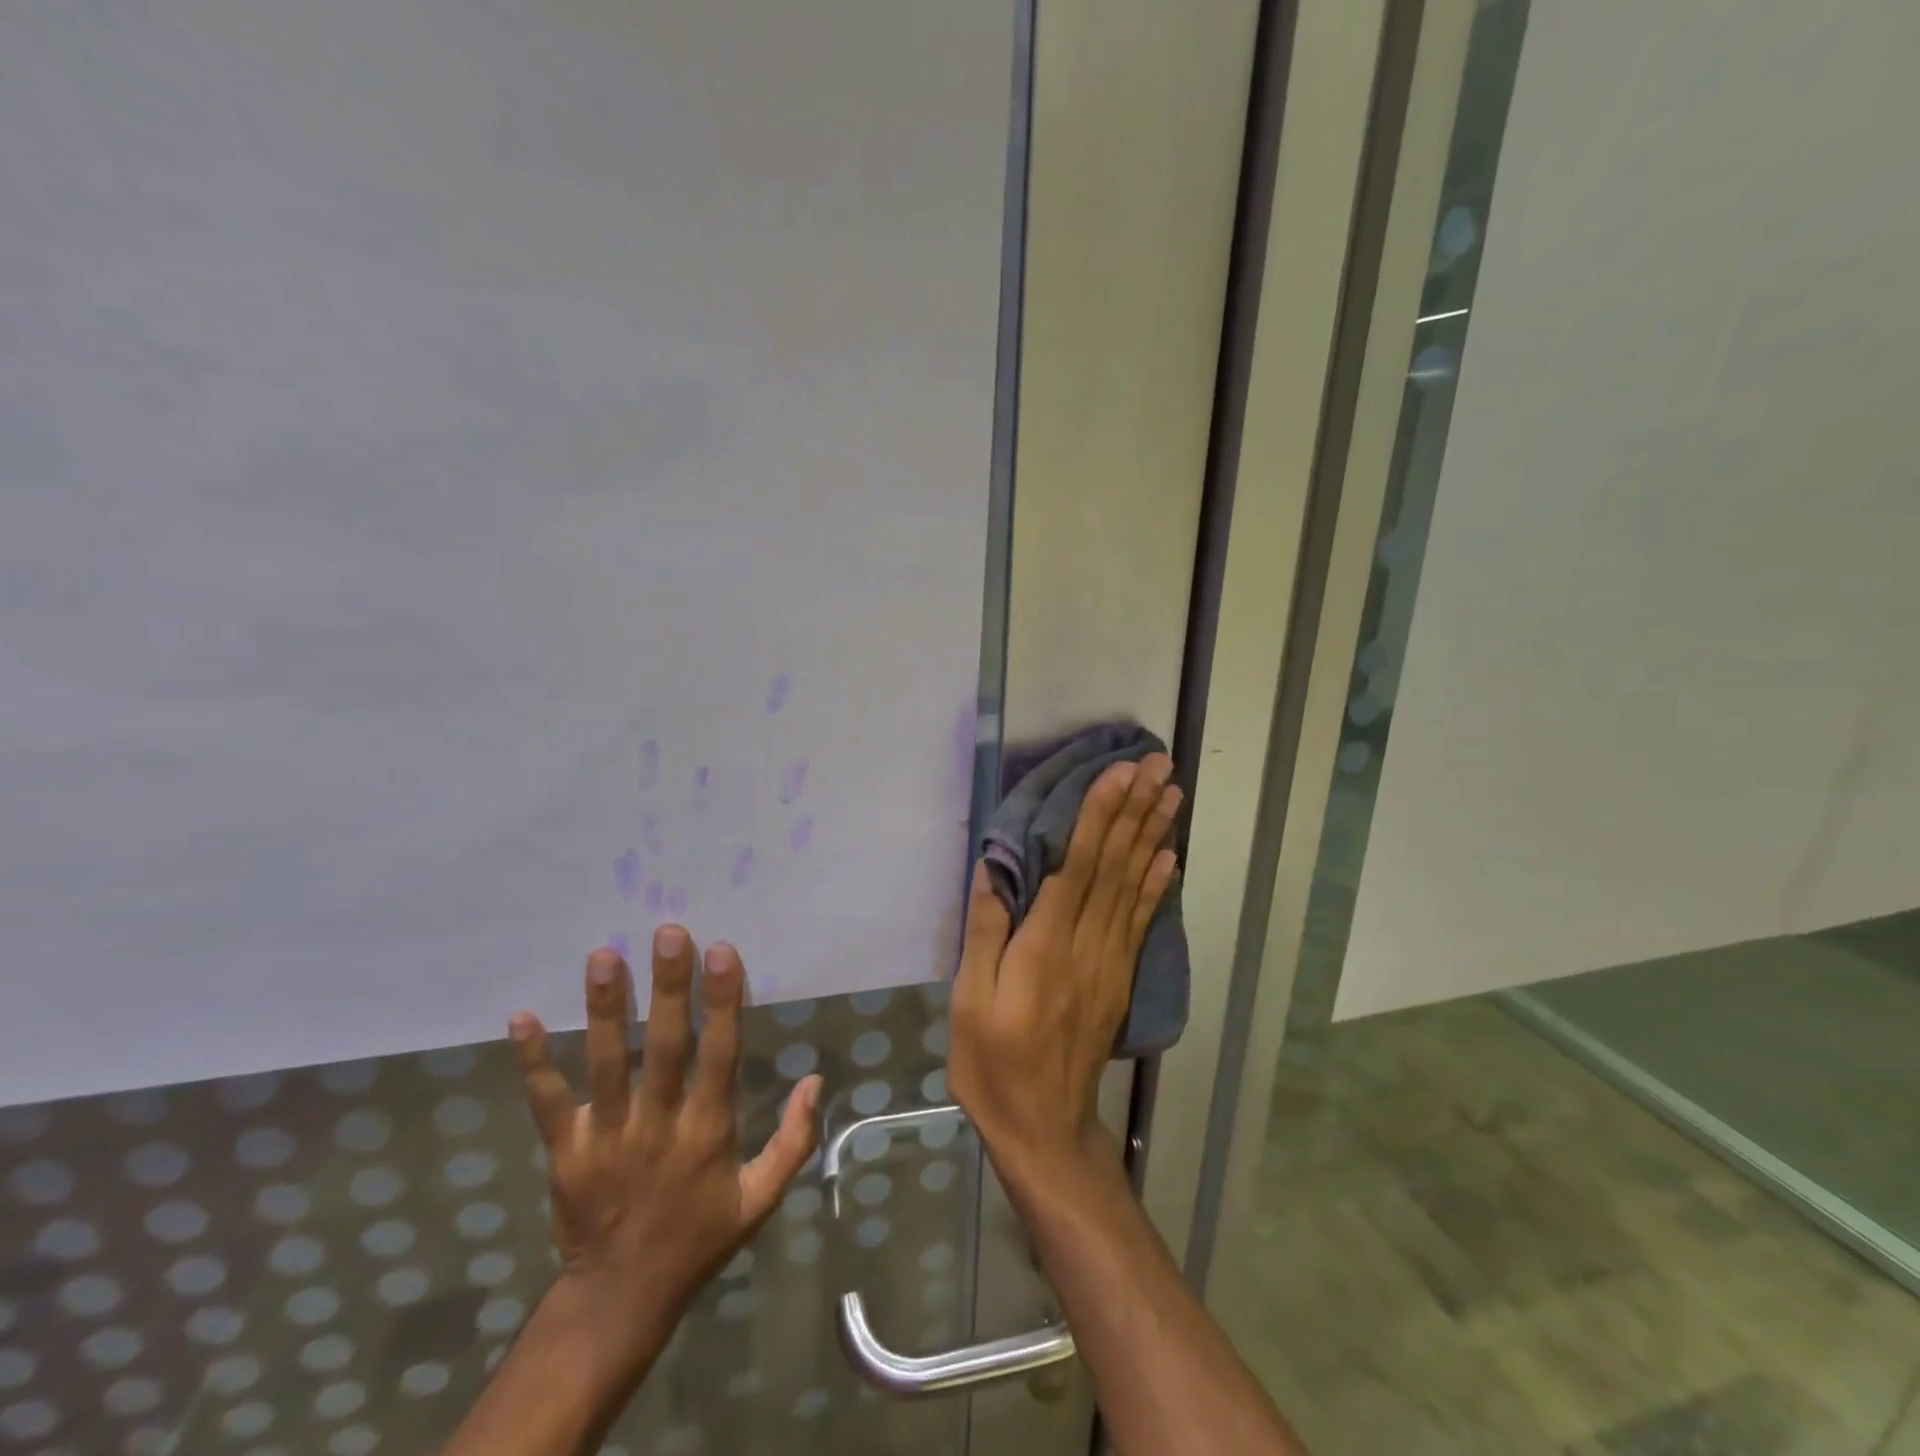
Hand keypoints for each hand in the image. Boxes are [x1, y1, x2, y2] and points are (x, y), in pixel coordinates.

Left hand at [508, 928, 822, 1379]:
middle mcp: (659, 1125)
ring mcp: (607, 1138)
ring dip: (604, 1009)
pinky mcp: (566, 1152)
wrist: (620, 1300)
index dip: (723, 1002)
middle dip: (667, 989)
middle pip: (664, 1047)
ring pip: (607, 1064)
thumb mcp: (760, 1199)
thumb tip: (816, 1080)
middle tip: (668, 933)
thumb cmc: (699, 1238)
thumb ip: (793, 1141)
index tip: (722, 951)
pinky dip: (534, 1062)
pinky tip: (521, 1018)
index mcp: (708, 1131)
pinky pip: (548, 1103)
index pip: (720, 1054)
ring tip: (603, 956)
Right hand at [949, 753, 1180, 1184]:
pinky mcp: (1120, 977)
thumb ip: (985, 931)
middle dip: (1136, 810)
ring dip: (1153, 834)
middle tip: (1160, 765)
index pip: (1077, 867)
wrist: (1045, 1128)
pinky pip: (1141, 921)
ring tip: (1172, 793)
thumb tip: (994, 869)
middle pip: (1115, 866)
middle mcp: (1086, 944)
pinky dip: (1158, 885)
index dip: (1099, 816)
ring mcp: (1110, 961)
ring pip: (1134, 885)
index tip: (1119, 773)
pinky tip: (1170, 856)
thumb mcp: (969, 1001)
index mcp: (1045, 946)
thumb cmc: (993, 1064)